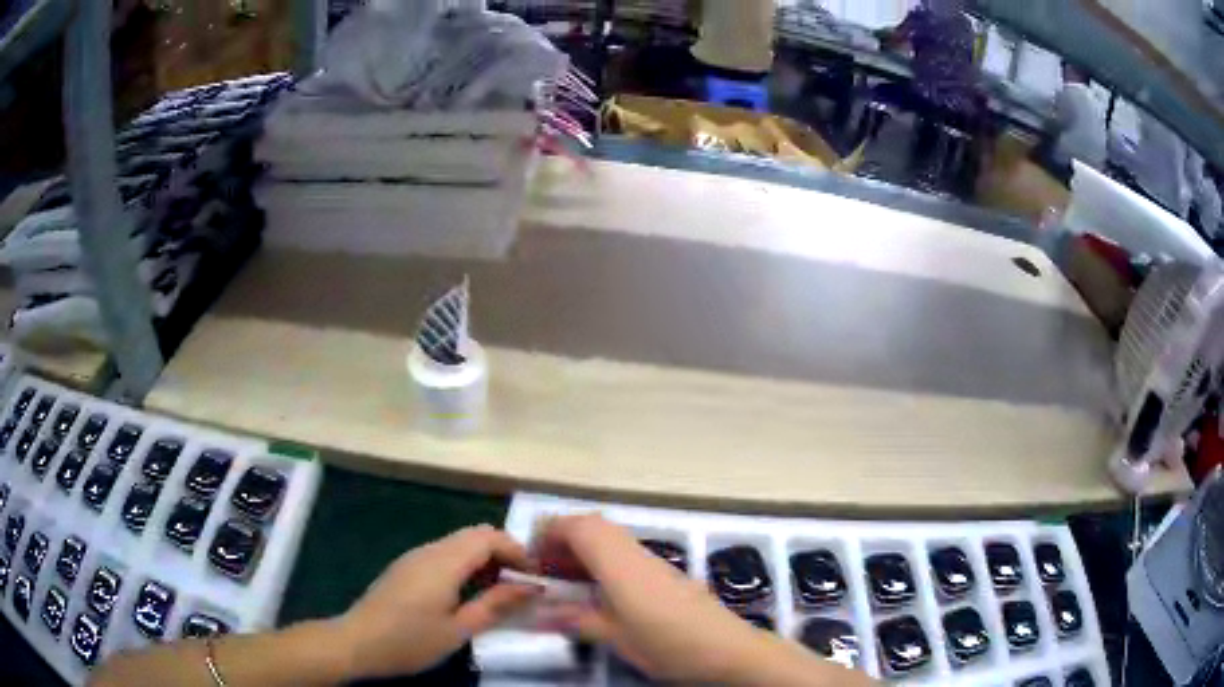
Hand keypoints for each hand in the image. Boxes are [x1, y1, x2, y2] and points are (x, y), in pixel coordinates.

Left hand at [335, 525, 540, 680]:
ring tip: (501, 592)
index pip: (489, 537)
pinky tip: (469, 594)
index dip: (517, 550)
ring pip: (458, 544)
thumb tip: (531, 588)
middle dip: (504, 553)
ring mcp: (414, 557)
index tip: (536, 576)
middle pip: (474, 535)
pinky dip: (466, 565)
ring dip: (485, 559)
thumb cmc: (410, 640)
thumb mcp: (459, 629)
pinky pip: (444, 554)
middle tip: (523, 585)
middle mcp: (429, 550)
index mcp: (444, 562)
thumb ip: (495, 605)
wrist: (357, 642)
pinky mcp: (406, 567)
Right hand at [534, 514, 770, 682]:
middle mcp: (635, 553)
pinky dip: (603, 561)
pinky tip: (598, 592)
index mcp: (619, 565)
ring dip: (583, 550)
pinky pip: (625, 553)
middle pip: (594, 526)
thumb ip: (576, 620)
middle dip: (563, 539)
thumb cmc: (667, 644)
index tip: (530, 558)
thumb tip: (538, 613)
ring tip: (565, 581)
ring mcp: (654, 561)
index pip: (579, 527)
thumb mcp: (615, 637)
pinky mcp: (666, 573)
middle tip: (545, 569)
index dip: (549, 533)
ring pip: (610, 538)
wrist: (727, 649)